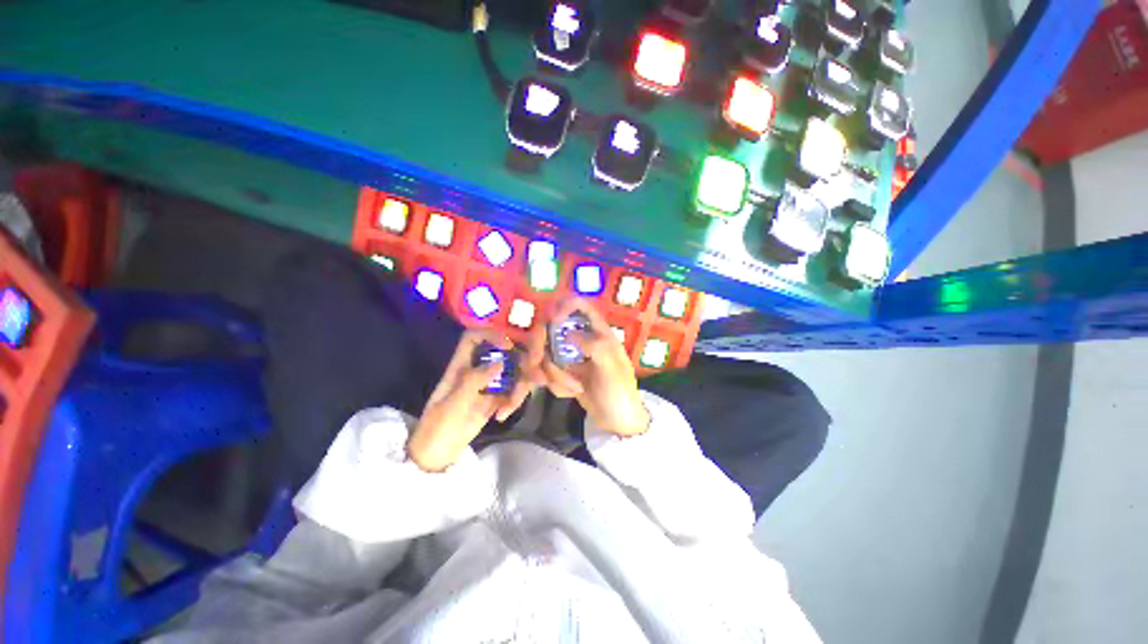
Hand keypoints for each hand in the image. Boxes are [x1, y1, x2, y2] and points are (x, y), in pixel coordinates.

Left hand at [408, 330, 533, 471]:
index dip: (492, 334)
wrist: (437, 456)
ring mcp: (488, 384)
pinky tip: (502, 415)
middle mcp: (477, 369)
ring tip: (509, 407)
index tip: (508, 347)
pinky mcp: (496, 398)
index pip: (474, 337)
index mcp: (460, 366)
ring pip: (513, 373)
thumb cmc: (437, 428)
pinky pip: (513, 391)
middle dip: (519, 363)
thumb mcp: (452, 405)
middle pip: (502, 353)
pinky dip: (514, 401)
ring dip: (518, 387)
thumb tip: (500, 362)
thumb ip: (474, 381)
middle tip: (532, 375)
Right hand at [531, 298, 649, 436]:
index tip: (552, 322)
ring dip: (553, 375)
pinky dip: (555, 385)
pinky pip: (546, 373)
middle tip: (537, 367)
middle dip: (541, 348)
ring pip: (544, 354)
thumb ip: (594, 347)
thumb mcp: (612, 370)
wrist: (617, 421)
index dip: (564, 306)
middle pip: (550, 328)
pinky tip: (572, 394)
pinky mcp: (562, 372)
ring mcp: (569, 356)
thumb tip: (568, 334)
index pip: (580, 305)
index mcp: (598, 332)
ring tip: (573, 390)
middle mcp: (581, 339)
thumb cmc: (620, 393)